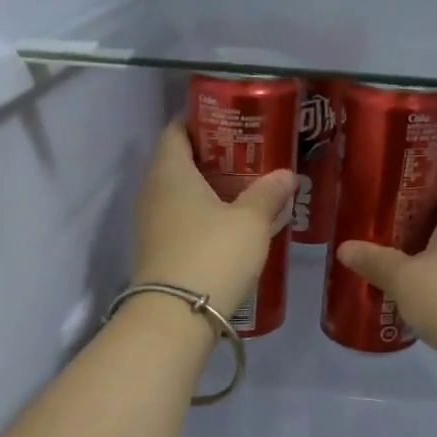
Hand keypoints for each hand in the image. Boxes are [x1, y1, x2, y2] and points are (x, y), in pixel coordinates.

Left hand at [132, 119, 295, 324]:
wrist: (176, 317)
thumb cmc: (213, 254)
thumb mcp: (250, 221)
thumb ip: (268, 194)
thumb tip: (286, 175)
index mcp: (170, 171)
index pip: (176, 129)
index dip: (200, 120)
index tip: (230, 120)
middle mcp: (152, 192)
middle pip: (178, 162)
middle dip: (211, 157)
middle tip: (248, 157)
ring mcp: (150, 225)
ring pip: (179, 195)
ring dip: (208, 191)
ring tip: (245, 192)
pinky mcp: (157, 253)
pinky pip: (180, 222)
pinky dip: (202, 217)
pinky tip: (229, 228)